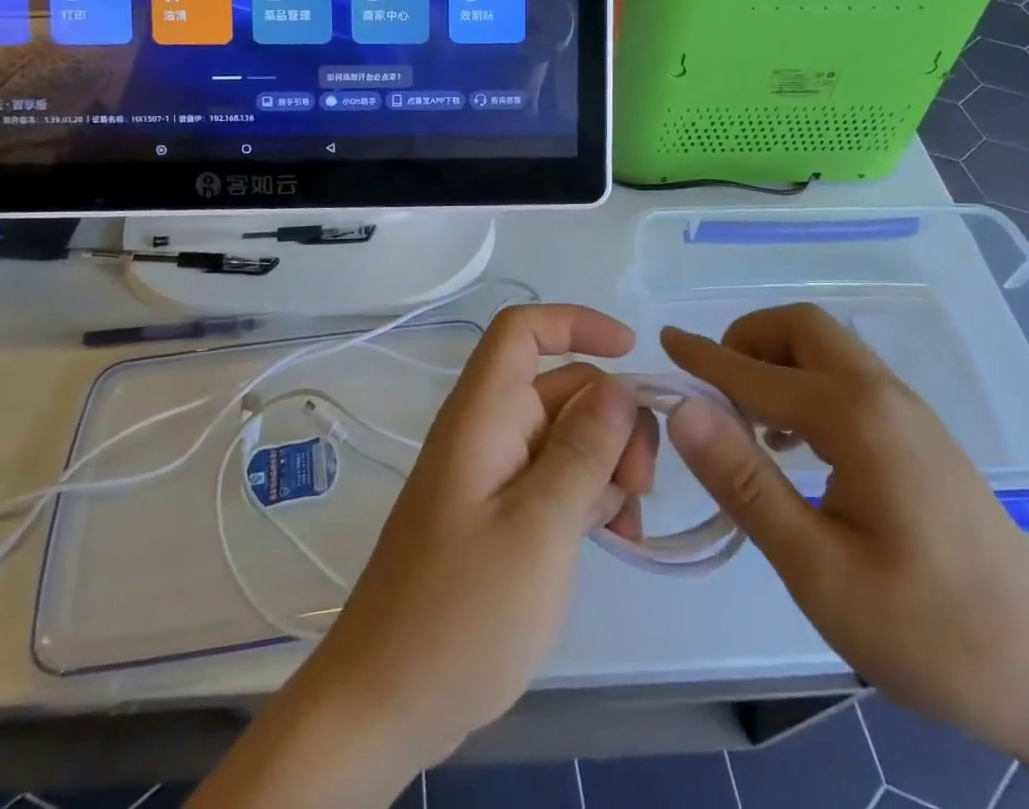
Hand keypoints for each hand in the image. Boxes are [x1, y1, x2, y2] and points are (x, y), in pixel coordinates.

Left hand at [285, 305, 657, 774]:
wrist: (387, 705)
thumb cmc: (462, 612)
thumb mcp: (540, 528)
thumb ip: (584, 450)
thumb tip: (621, 383)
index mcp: (483, 415)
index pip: (522, 331)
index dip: (576, 324)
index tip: (632, 353)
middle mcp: (489, 431)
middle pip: (564, 388)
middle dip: (614, 421)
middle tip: (641, 485)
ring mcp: (495, 474)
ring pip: (569, 436)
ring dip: (609, 465)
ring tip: (628, 524)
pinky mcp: (502, 514)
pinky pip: (558, 479)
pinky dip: (592, 497)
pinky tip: (616, 539)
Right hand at [660, 306, 1028, 777]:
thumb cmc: (932, 636)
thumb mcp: (820, 571)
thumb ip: (746, 482)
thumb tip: (683, 407)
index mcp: (857, 419)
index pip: (758, 372)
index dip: (704, 357)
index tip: (662, 340)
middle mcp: (884, 396)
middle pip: (802, 328)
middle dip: (747, 341)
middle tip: (712, 392)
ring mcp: (910, 413)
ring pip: (829, 349)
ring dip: (778, 361)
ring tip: (747, 423)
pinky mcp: (922, 437)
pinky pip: (849, 377)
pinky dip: (806, 383)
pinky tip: (797, 446)